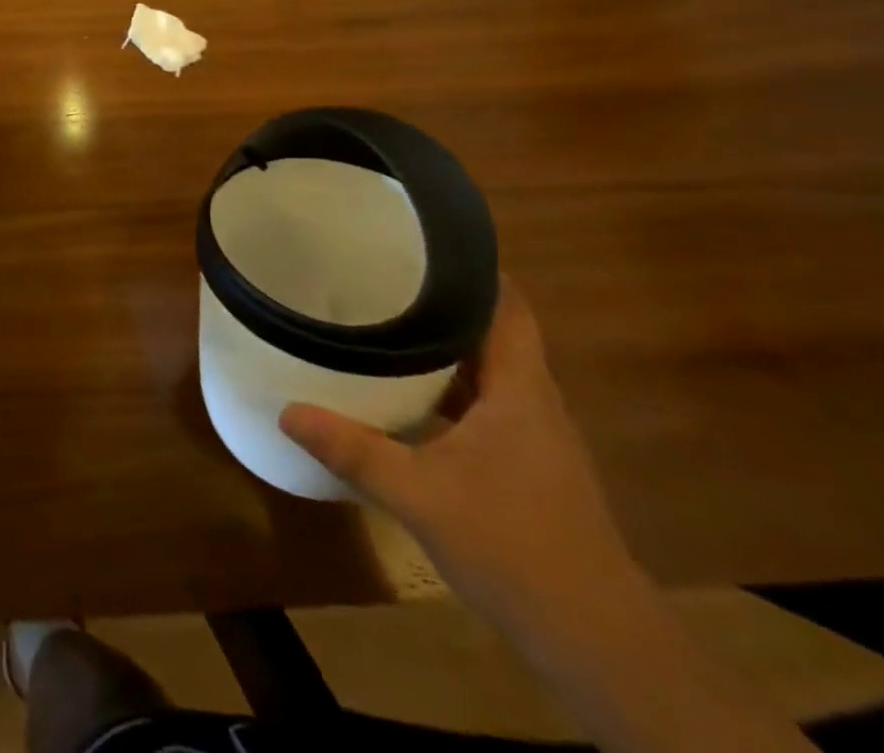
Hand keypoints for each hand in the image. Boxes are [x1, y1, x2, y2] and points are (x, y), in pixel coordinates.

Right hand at [279, 278, 640, 641]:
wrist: (597, 642)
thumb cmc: (514, 547)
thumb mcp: (419, 495)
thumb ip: (352, 449)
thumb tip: (286, 411)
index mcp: (521, 390)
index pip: (509, 306)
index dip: (475, 268)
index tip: (423, 241)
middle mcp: (534, 403)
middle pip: (493, 332)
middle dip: (443, 302)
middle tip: (383, 275)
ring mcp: (534, 438)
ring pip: (487, 371)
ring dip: (444, 347)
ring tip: (384, 322)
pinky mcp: (528, 467)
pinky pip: (484, 405)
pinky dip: (448, 390)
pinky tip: (406, 396)